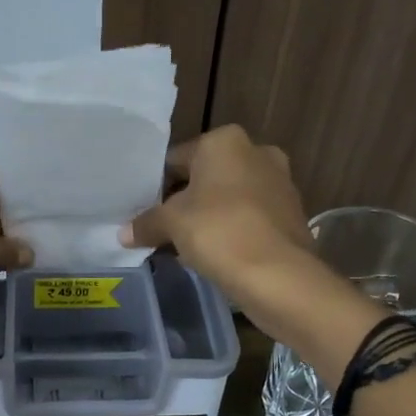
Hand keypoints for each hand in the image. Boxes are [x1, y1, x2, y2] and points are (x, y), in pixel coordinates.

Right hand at [121, 126, 375, 362]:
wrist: (279, 275)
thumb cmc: (219, 232)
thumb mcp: (171, 225)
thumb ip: (146, 223)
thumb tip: (123, 233)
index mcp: (225, 141)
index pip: (176, 159)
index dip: (156, 186)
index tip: (143, 211)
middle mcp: (257, 151)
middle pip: (206, 177)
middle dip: (185, 201)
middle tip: (161, 229)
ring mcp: (279, 182)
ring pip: (229, 198)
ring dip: (209, 217)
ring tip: (185, 246)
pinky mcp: (291, 214)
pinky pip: (250, 218)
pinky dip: (232, 231)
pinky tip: (216, 255)